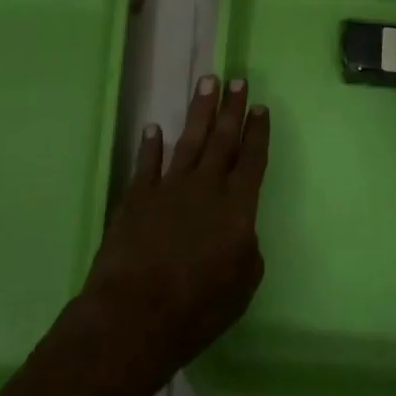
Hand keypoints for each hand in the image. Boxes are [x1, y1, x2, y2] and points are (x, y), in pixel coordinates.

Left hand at [79, 74, 268, 388]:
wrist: (135, 315)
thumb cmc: (197, 309)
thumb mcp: (242, 287)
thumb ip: (248, 250)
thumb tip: (242, 230)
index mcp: (237, 207)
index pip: (251, 159)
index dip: (257, 132)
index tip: (260, 107)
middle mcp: (206, 187)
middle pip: (222, 139)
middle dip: (232, 108)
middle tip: (237, 79)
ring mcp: (169, 187)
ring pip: (189, 139)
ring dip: (199, 110)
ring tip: (207, 82)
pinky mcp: (138, 196)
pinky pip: (147, 163)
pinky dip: (150, 145)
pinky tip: (153, 128)